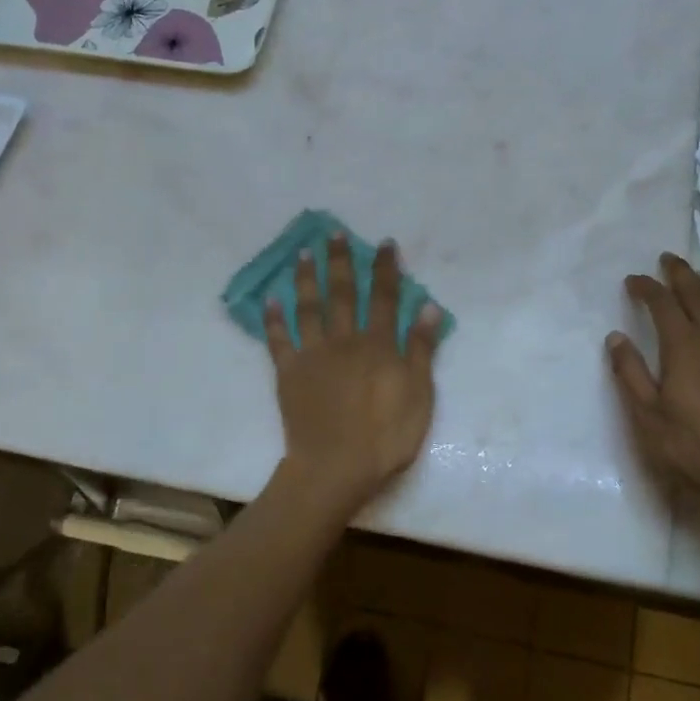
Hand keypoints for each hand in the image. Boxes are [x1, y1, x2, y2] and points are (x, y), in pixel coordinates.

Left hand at [265, 234, 442, 511]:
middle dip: (340, 261)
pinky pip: (279, 340)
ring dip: (305, 279)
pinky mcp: (289, 373)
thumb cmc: (386, 436)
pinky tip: (270, 300)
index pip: (385, 297)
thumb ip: (422, 350)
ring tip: (302, 254)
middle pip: (343, 293)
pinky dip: (273, 319)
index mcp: (379, 345)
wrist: (336, 466)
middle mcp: (345, 340)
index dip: (385, 269)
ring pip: (308, 308)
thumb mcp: (419, 394)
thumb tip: (429, 307)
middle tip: (333, 233)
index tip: (384, 243)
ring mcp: (313, 354)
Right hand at [607, 253, 699, 512]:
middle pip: (697, 296)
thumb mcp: (646, 414)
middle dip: (680, 275)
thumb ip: (629, 372)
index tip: (632, 280)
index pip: (663, 305)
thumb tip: (615, 336)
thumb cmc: (690, 447)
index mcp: (684, 348)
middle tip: (666, 260)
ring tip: (692, 276)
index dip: (647, 288)